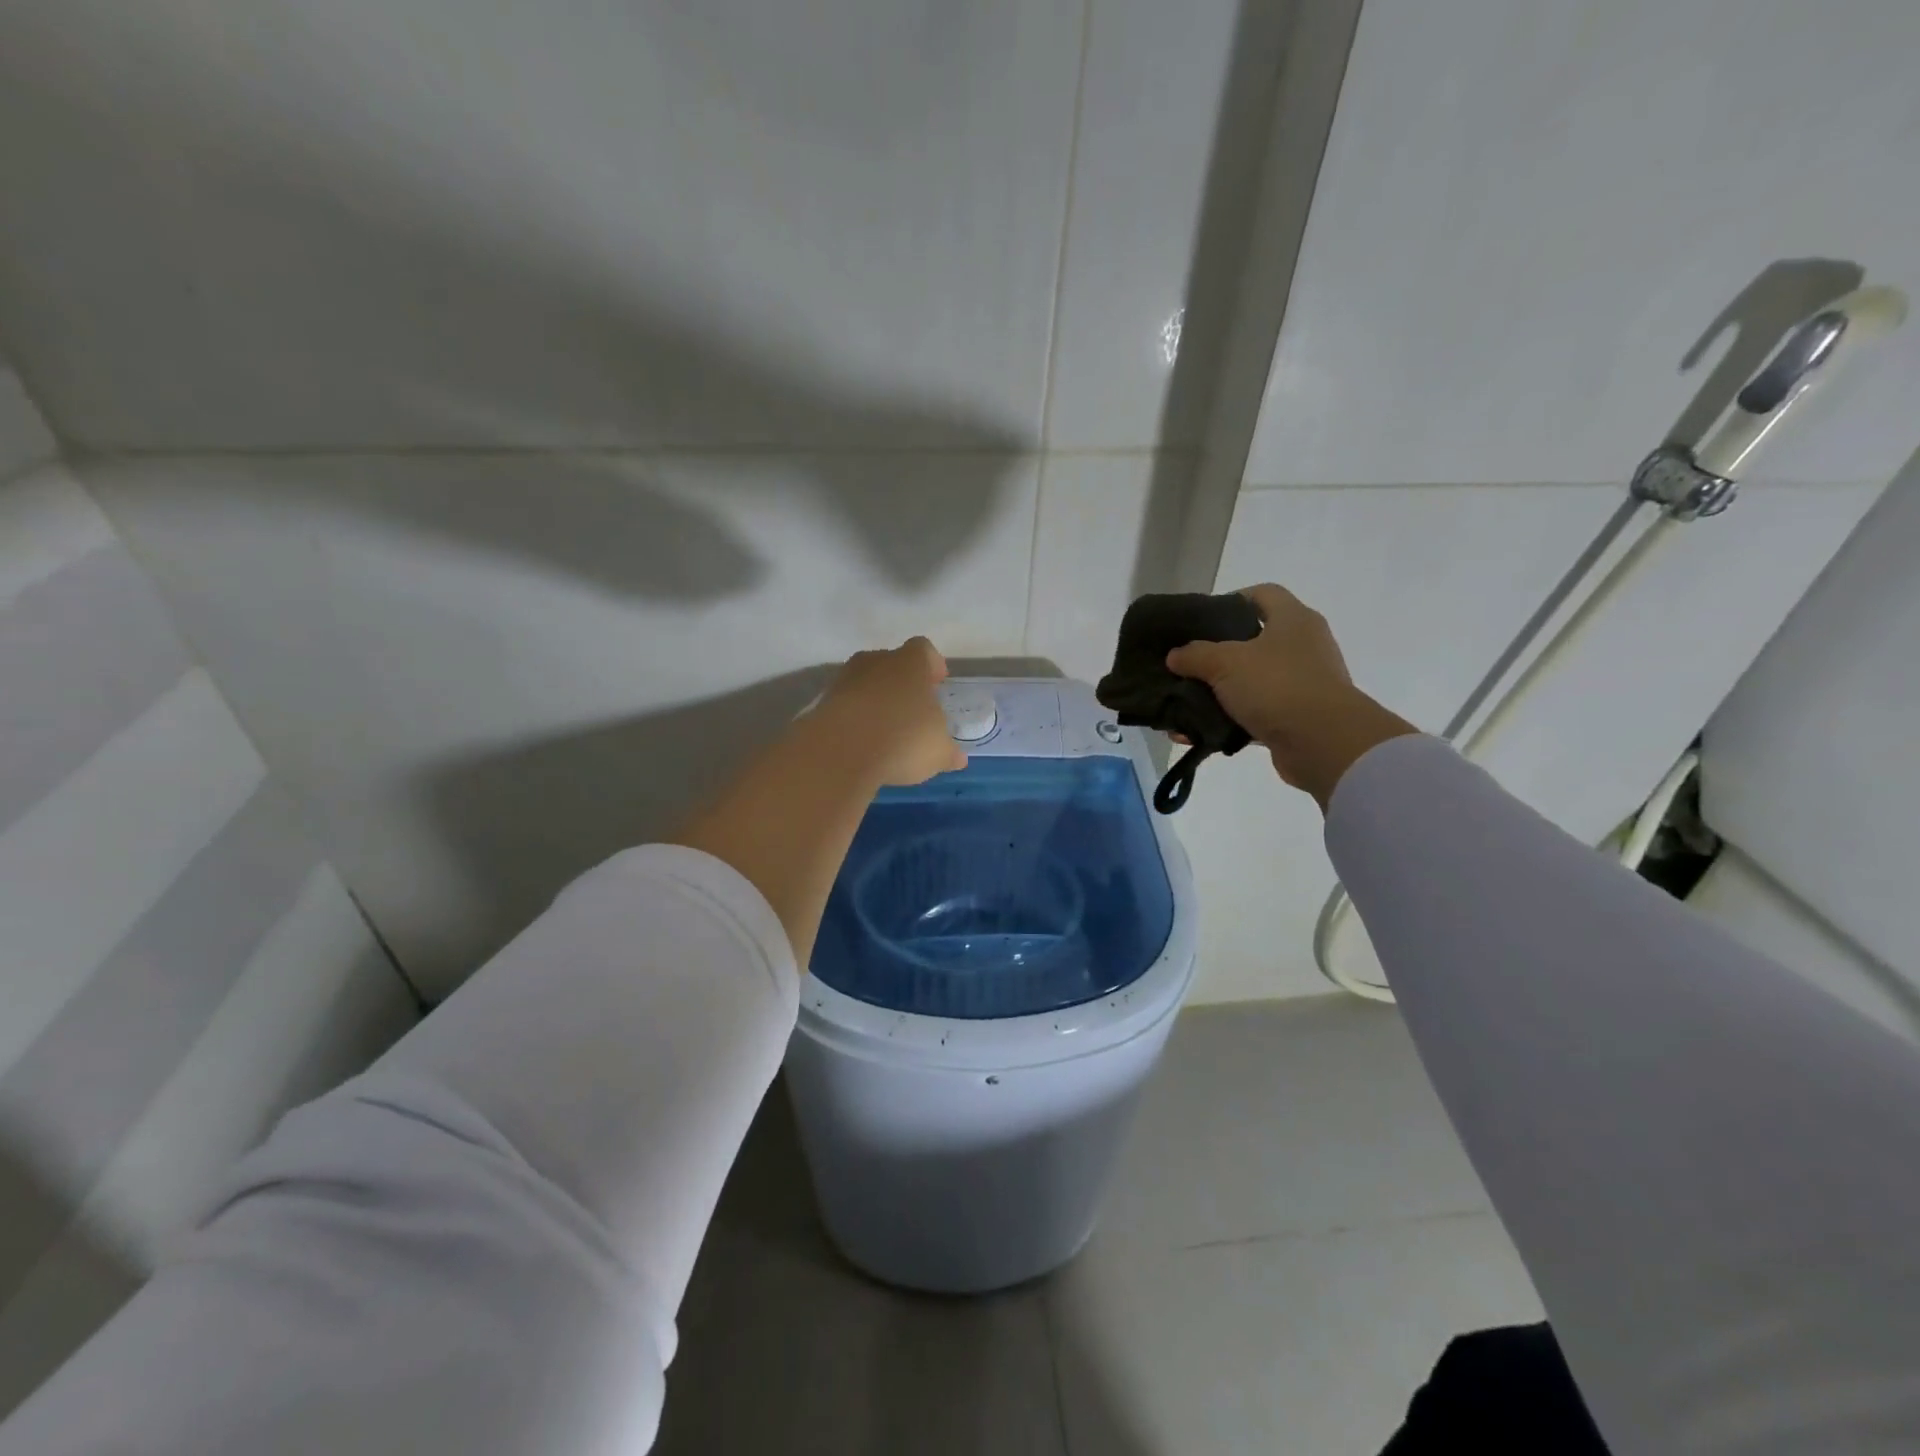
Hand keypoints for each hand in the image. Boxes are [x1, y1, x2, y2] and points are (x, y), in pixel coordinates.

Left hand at [813, 637, 966, 786]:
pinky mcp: (821, 702)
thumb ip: (948, 752)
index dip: (932, 665)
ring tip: (886, 729)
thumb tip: (957, 758)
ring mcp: (844, 679)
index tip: (937, 683)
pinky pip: (845, 705)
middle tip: (912, 708)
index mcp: (910, 663)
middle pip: (891, 663)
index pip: (924, 650)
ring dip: (875, 701)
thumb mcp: (938, 752)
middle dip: (901, 683)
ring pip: (865, 683)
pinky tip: (863, 742)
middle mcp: (876, 661)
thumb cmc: (903, 738)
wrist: (841, 750)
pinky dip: (854, 719)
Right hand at [1165, 584, 1416, 808]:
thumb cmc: (1277, 685)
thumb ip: (1195, 654)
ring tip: (1184, 700)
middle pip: (1253, 640)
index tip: (1200, 620)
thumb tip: (1175, 655)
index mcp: (1293, 619)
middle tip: (1186, 662)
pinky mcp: (1295, 717)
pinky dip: (1226, 721)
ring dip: (1218, 692)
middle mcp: (1303, 646)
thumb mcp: (1226, 662)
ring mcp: (1302, 683)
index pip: (1262, 593)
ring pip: (1251, 680)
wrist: (1324, 743)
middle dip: (1216, 653)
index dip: (1231, 599)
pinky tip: (1196, 732)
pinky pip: (1252, 714)